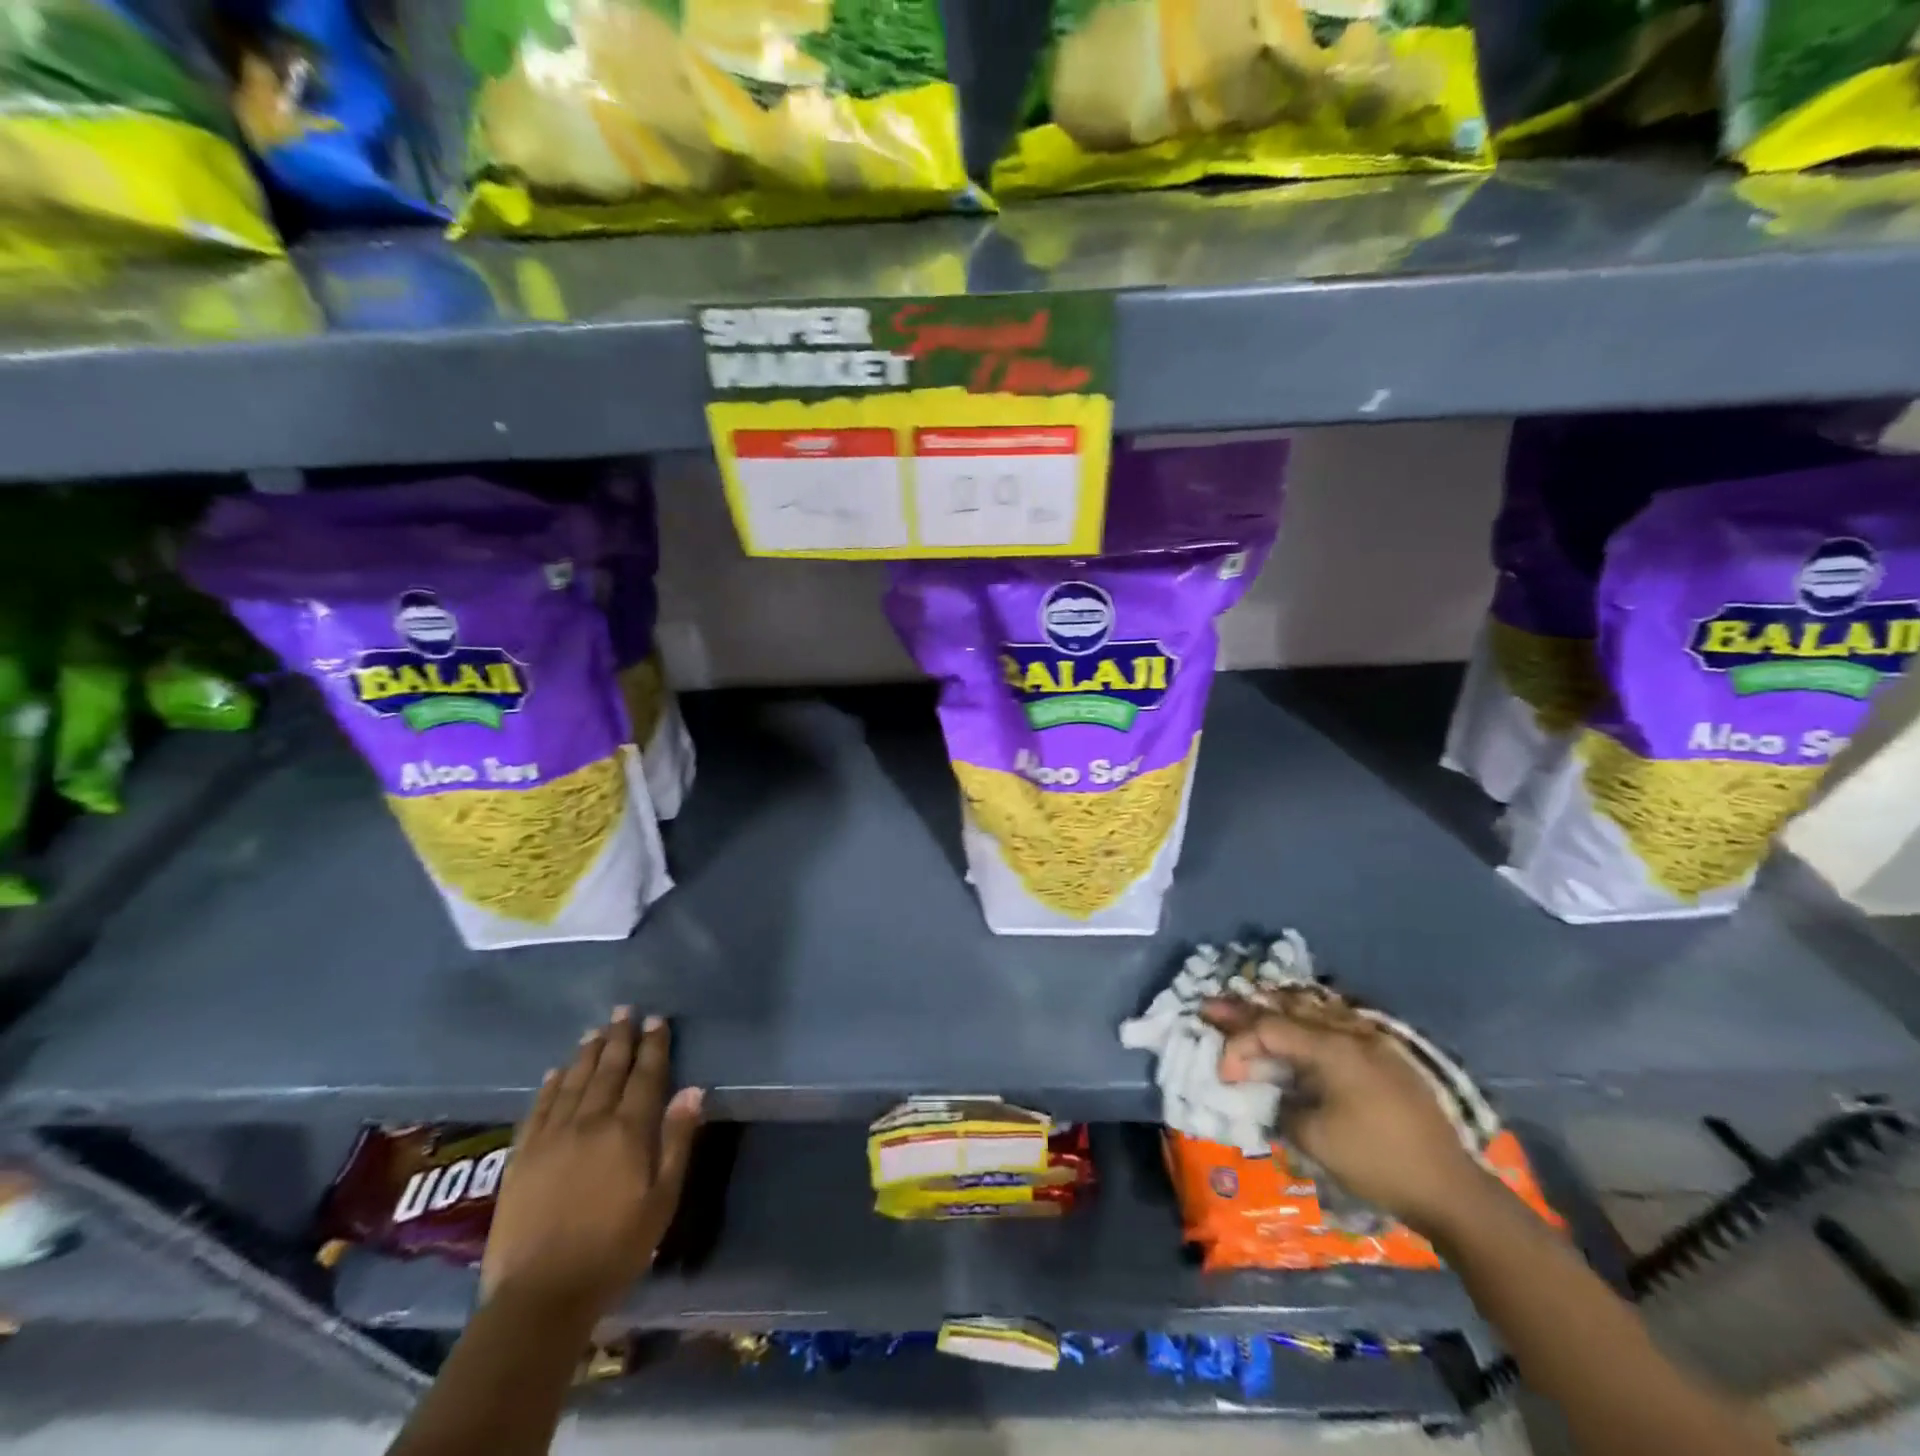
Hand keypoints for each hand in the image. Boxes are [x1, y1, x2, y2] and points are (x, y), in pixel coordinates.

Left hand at [479, 1009, 702, 1317]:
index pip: (645, 1076)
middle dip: (619, 1038)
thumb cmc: (614, 1248)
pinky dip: (549, 1086)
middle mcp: (590, 1122)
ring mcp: (552, 1137)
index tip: (657, 1019)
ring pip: (573, 1082)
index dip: (653, 1045)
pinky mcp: (522, 1157)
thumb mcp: (661, 1199)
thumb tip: (693, 1090)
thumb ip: (677, 1141)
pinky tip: (555, 1072)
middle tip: (624, 1010)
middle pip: (608, 1070)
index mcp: (628, 1131)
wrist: (540, 1296)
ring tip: (595, 1030)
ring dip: (587, 1053)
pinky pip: (538, 1108)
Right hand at [1203, 997, 1491, 1235]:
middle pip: (1289, 1010)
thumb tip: (1273, 1094)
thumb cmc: (1377, 1161)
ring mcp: (1372, 1043)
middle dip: (1247, 1010)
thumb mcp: (1314, 1138)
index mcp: (1332, 1048)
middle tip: (1210, 1007)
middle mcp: (1351, 1034)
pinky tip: (1296, 1028)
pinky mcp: (1385, 1060)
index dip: (1238, 1045)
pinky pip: (1334, 1027)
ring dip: (1277, 1012)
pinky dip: (1305, 1024)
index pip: (1269, 1030)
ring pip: (1314, 1012)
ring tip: (1248, 1010)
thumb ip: (1281, 1105)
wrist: (1451, 1190)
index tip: (1223, 1074)